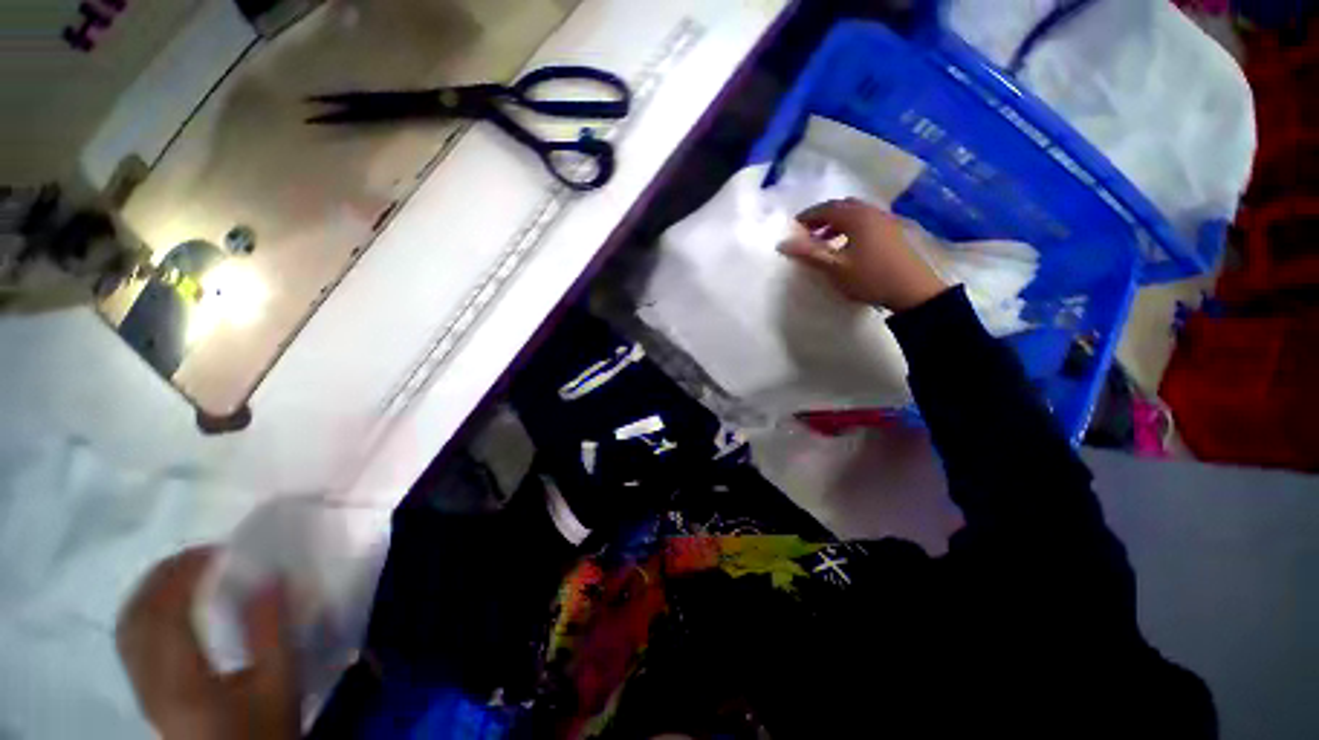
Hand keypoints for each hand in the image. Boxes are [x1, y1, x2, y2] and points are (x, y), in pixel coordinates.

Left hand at [116, 547, 298, 739]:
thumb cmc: (265, 728)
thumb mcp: (280, 682)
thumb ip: (273, 630)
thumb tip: (270, 576)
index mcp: (181, 680)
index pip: (166, 611)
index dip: (187, 572)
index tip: (220, 550)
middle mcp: (149, 681)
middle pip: (136, 615)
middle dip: (164, 575)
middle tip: (203, 554)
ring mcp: (141, 688)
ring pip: (126, 627)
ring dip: (151, 590)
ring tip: (185, 571)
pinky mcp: (144, 692)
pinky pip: (130, 639)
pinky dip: (145, 610)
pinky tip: (167, 605)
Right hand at [778, 198, 947, 311]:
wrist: (912, 290)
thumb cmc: (869, 277)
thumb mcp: (834, 267)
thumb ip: (808, 253)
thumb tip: (782, 243)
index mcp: (856, 217)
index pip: (826, 208)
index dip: (807, 216)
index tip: (793, 228)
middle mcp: (871, 212)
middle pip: (841, 207)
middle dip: (821, 217)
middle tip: (807, 233)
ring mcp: (885, 220)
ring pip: (855, 214)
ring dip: (836, 223)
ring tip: (823, 241)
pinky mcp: (892, 231)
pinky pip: (865, 221)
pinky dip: (850, 228)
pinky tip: (846, 246)